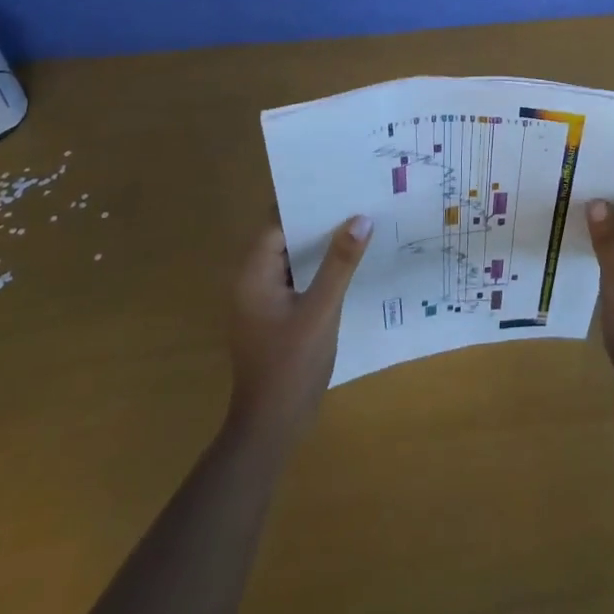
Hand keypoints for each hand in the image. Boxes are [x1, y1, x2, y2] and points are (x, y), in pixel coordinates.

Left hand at [226, 215, 372, 445]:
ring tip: (360, 224)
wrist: (271, 428)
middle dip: (319, 222)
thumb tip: (360, 218)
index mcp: (253, 275)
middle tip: (357, 199)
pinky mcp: (277, 317)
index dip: (307, 204)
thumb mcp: (321, 310)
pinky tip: (350, 264)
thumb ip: (340, 264)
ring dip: (321, 246)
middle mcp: (253, 282)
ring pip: (294, 260)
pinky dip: (320, 270)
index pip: (278, 224)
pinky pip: (298, 281)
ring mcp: (264, 302)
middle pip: (285, 238)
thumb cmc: (291, 365)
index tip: (339, 186)